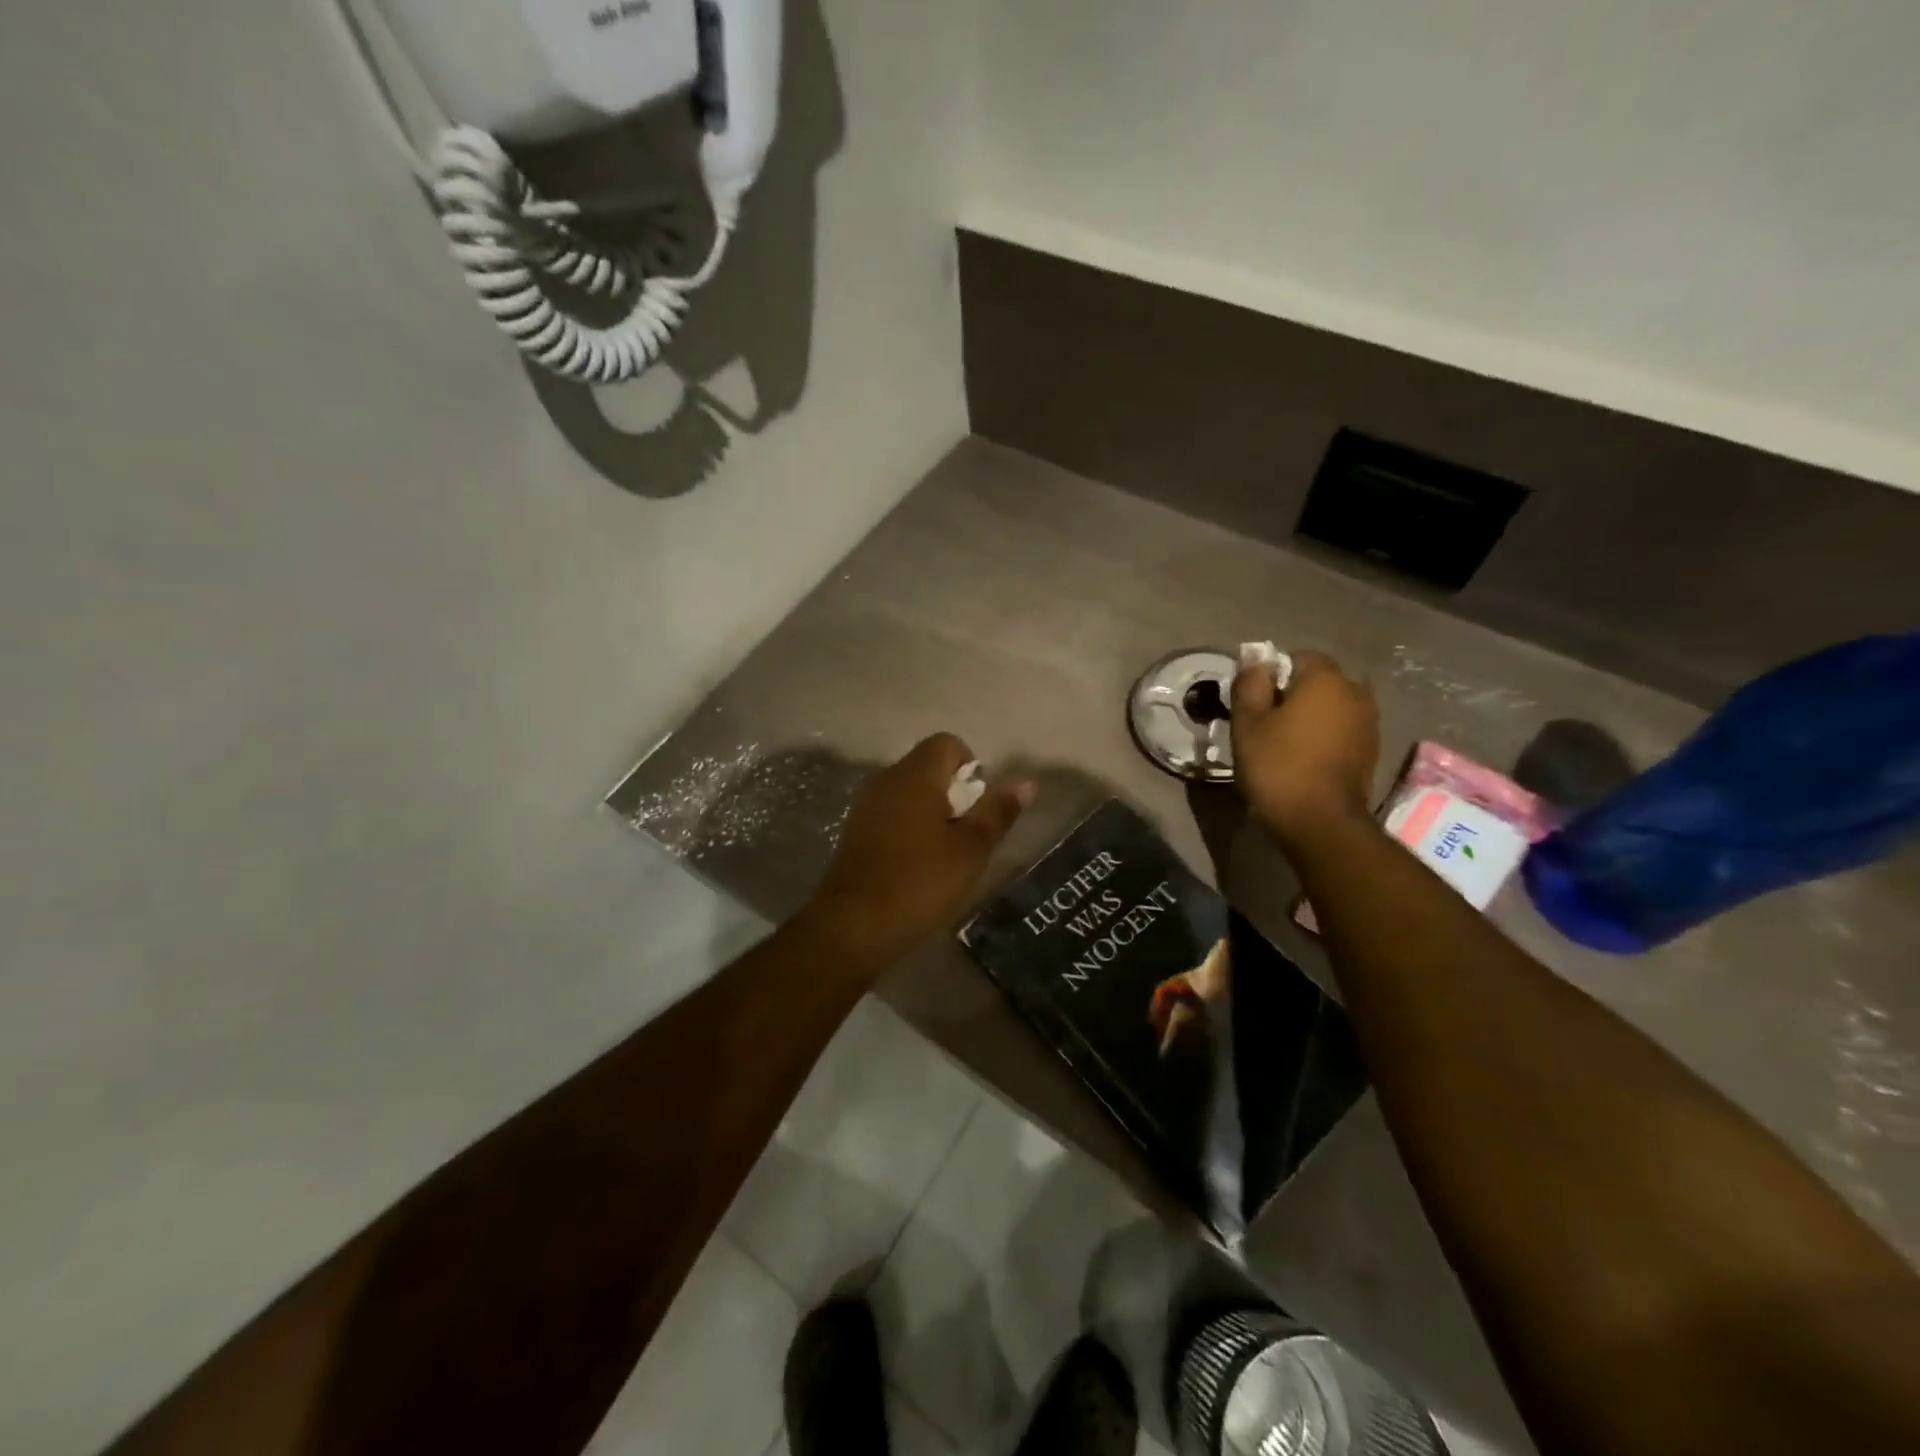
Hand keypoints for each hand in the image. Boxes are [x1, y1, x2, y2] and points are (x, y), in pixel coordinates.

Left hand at [806, 734, 1033, 969]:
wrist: (853, 925)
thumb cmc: (919, 881)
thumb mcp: (970, 849)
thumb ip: (997, 812)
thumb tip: (1026, 783)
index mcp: (915, 775)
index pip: (947, 743)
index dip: (970, 767)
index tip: (978, 806)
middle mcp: (887, 779)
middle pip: (929, 767)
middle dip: (955, 794)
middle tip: (967, 836)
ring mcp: (867, 805)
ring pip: (910, 793)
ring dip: (933, 814)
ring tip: (946, 854)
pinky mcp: (856, 831)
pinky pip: (892, 814)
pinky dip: (911, 829)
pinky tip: (917, 866)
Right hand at [1231, 651, 1379, 845]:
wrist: (1320, 821)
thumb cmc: (1278, 765)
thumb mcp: (1248, 722)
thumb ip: (1250, 683)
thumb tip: (1254, 658)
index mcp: (1326, 679)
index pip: (1297, 657)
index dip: (1272, 675)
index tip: (1254, 702)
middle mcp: (1356, 692)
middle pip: (1318, 682)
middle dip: (1294, 695)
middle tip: (1265, 723)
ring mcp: (1369, 723)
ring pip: (1332, 707)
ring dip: (1311, 717)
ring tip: (1284, 743)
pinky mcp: (1371, 751)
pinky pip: (1342, 730)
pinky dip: (1325, 737)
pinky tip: (1305, 759)